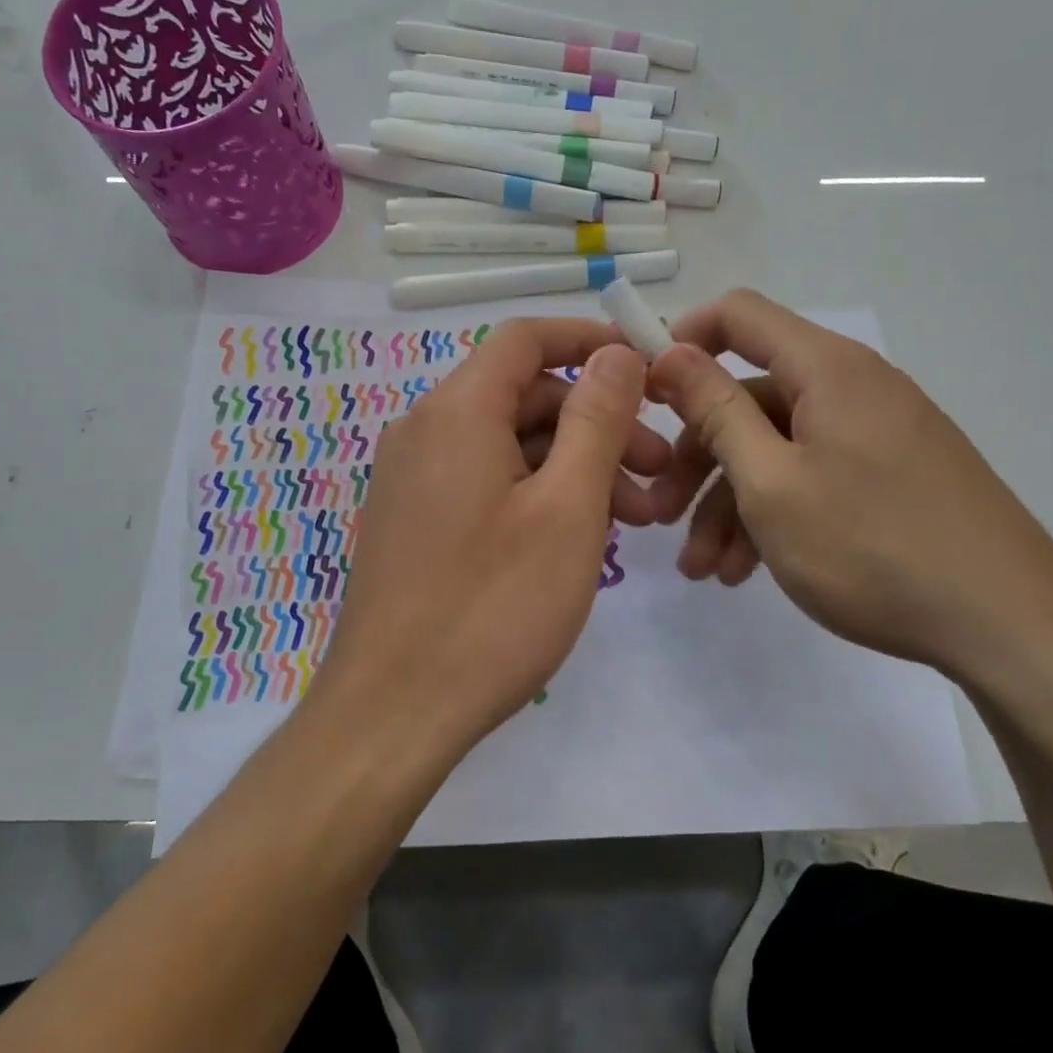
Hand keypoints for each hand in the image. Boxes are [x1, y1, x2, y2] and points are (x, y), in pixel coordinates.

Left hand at [310, 321, 669, 755]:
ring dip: (575, 467)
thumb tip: (616, 354)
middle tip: (659, 473)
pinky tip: (579, 539)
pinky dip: (537, 495)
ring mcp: (414, 479)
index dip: (590, 342)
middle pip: (524, 397)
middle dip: (598, 424)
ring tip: (636, 518)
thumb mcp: (566, 508)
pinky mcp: (415, 522)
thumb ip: (596, 419)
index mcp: (457, 411)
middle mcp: (425, 431)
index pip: (526, 339)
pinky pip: (486, 483)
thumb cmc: (492, 607)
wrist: (393, 712)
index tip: (647, 370)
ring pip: (509, 446)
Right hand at [645, 289, 1052, 682]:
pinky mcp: (890, 478)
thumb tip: (671, 350)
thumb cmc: (873, 547)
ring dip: (729, 505)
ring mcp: (875, 436)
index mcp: (828, 369)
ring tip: (704, 571)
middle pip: (749, 399)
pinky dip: (772, 516)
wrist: (1009, 628)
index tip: (641, 396)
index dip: (682, 341)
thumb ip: (716, 411)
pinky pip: (811, 478)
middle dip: (696, 458)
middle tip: (660, 517)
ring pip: (776, 450)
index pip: (738, 316)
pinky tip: (747, 572)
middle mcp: (853, 389)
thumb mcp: (772, 482)